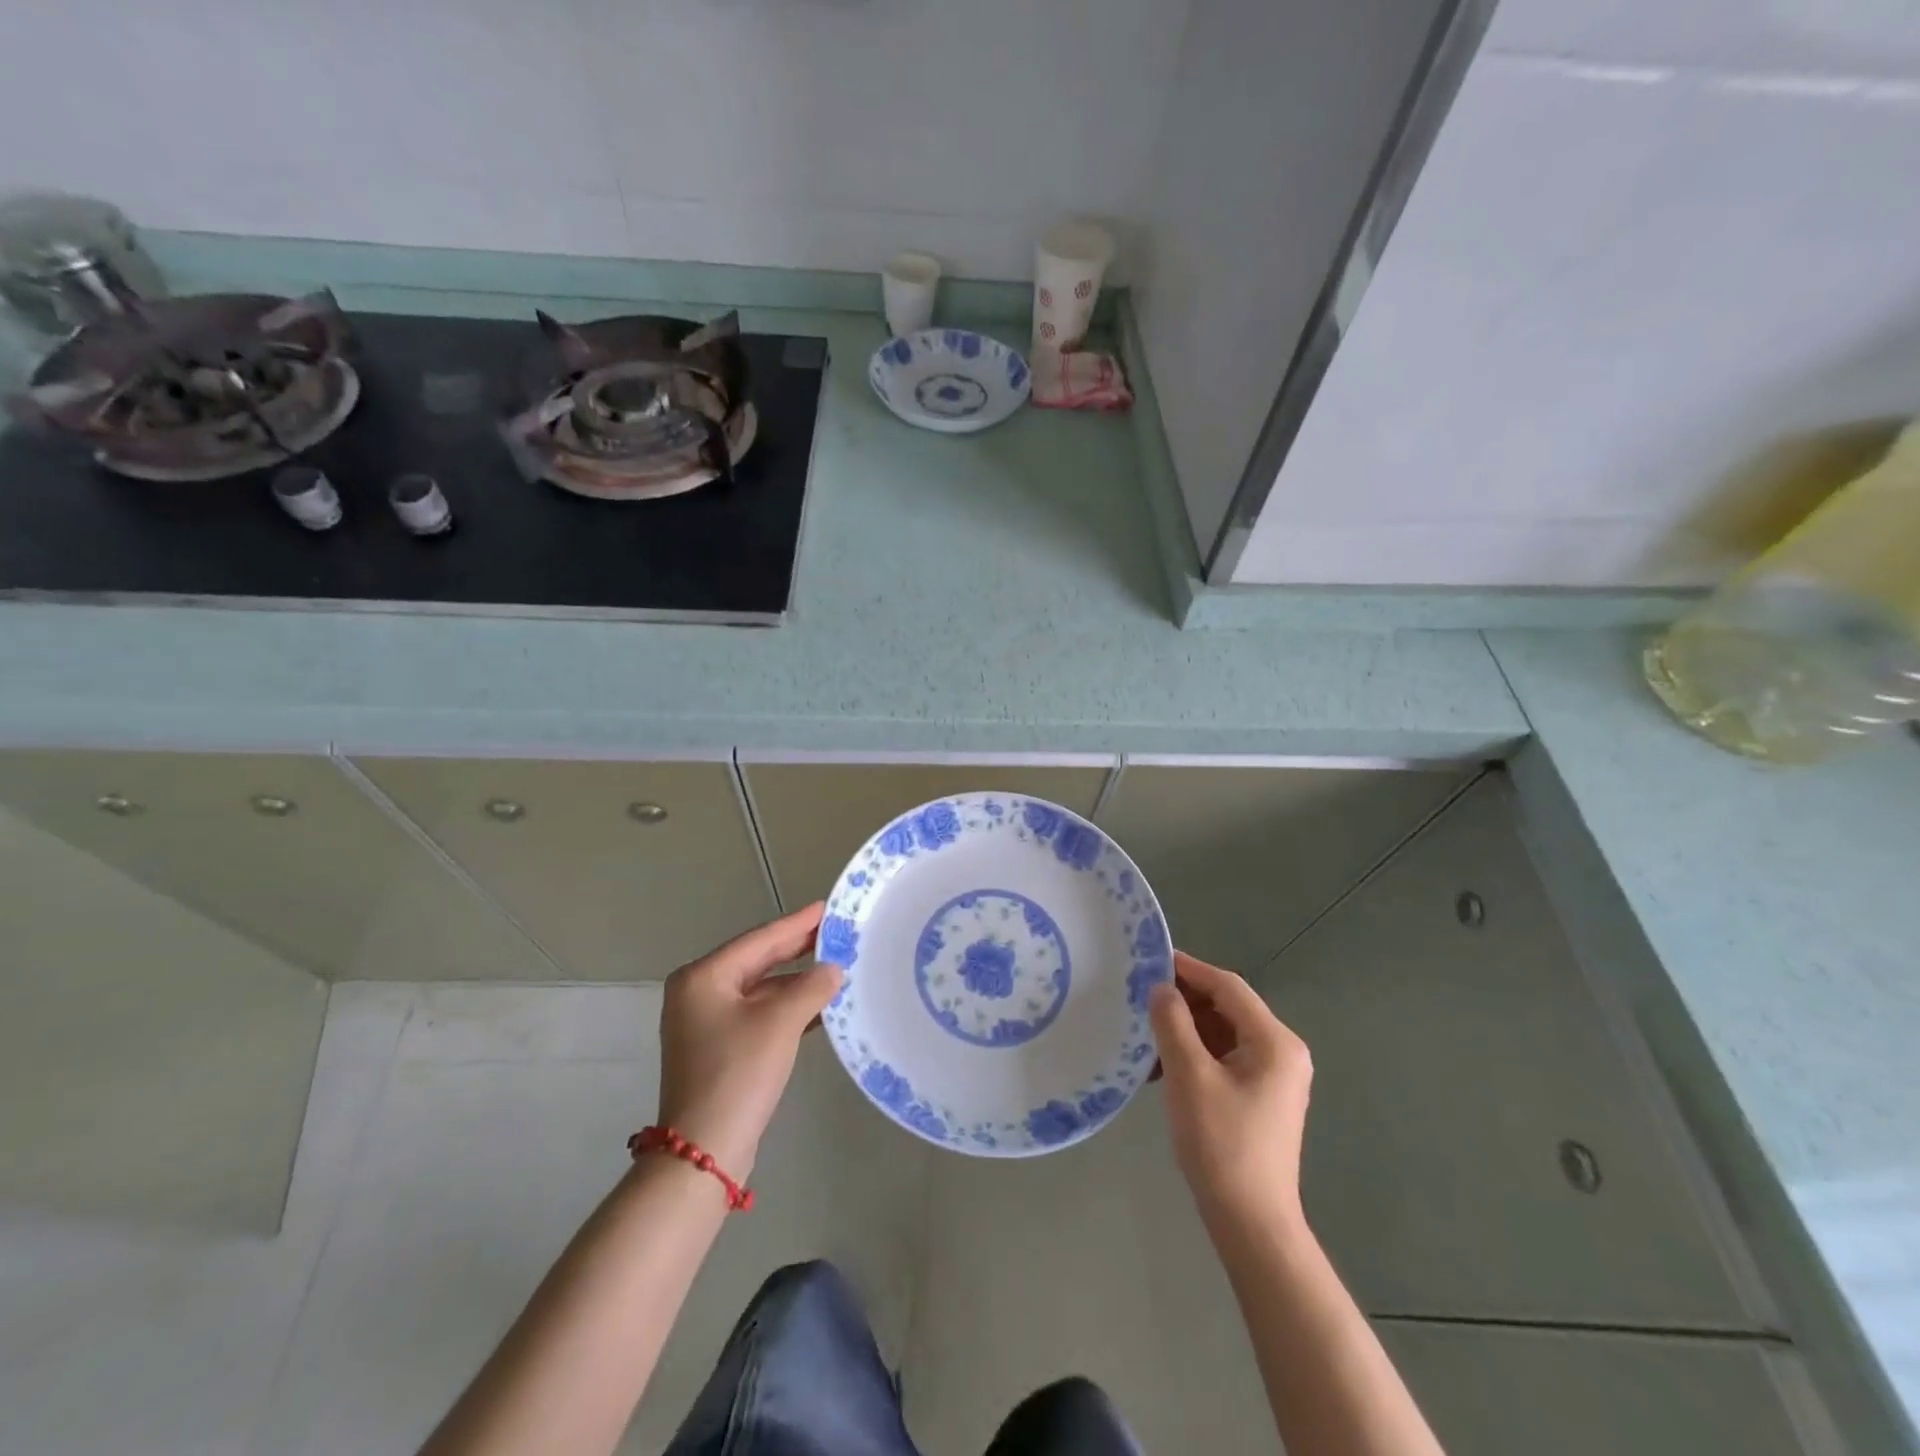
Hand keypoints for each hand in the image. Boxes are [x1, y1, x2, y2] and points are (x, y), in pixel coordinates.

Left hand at [656, 903, 842, 1180]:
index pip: (760, 940)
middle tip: (835, 932)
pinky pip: (758, 1013)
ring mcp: (705, 1022)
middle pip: (757, 961)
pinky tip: (819, 1006)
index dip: (797, 924)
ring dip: (796, 981)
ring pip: (760, 989)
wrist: (702, 1152)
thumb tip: (833, 968)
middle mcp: (699, 993)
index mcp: (703, 977)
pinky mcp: (718, 1048)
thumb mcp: (780, 1023)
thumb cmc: (738, 1074)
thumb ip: (811, 987)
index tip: (827, 907)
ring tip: (836, 966)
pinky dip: (786, 1007)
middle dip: (797, 949)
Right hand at [1150, 951, 1313, 1230]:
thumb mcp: (1190, 1076)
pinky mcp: (1261, 1096)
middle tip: (1141, 999)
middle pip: (1227, 1007)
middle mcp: (1281, 1051)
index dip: (1189, 969)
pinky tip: (1163, 1067)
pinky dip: (1195, 1054)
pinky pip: (1224, 1058)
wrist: (1251, 1223)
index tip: (1149, 960)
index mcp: (1274, 1041)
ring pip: (1223, 1033)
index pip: (1228, 986)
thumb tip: (1161, 988)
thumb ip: (1173, 1023)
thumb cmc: (1222, 1143)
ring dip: (1185, 1030)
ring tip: (1146, 1035)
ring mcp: (1273, 1076)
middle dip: (1184, 1001)